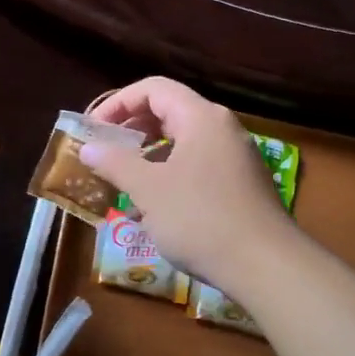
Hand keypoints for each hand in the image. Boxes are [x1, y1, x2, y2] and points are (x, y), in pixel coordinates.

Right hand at [80, 77, 294, 284]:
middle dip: (132, 129)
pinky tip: (154, 208)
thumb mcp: (148, 189)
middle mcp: (222, 128)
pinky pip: (198, 166)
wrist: (266, 267)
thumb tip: (88, 147)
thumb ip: (115, 163)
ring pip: (183, 142)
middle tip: (106, 152)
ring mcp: (236, 157)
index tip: (94, 130)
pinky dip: (170, 175)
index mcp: (201, 117)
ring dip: (149, 156)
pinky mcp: (242, 185)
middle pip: (170, 111)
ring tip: (124, 182)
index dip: (118, 103)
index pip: (154, 89)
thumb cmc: (200, 218)